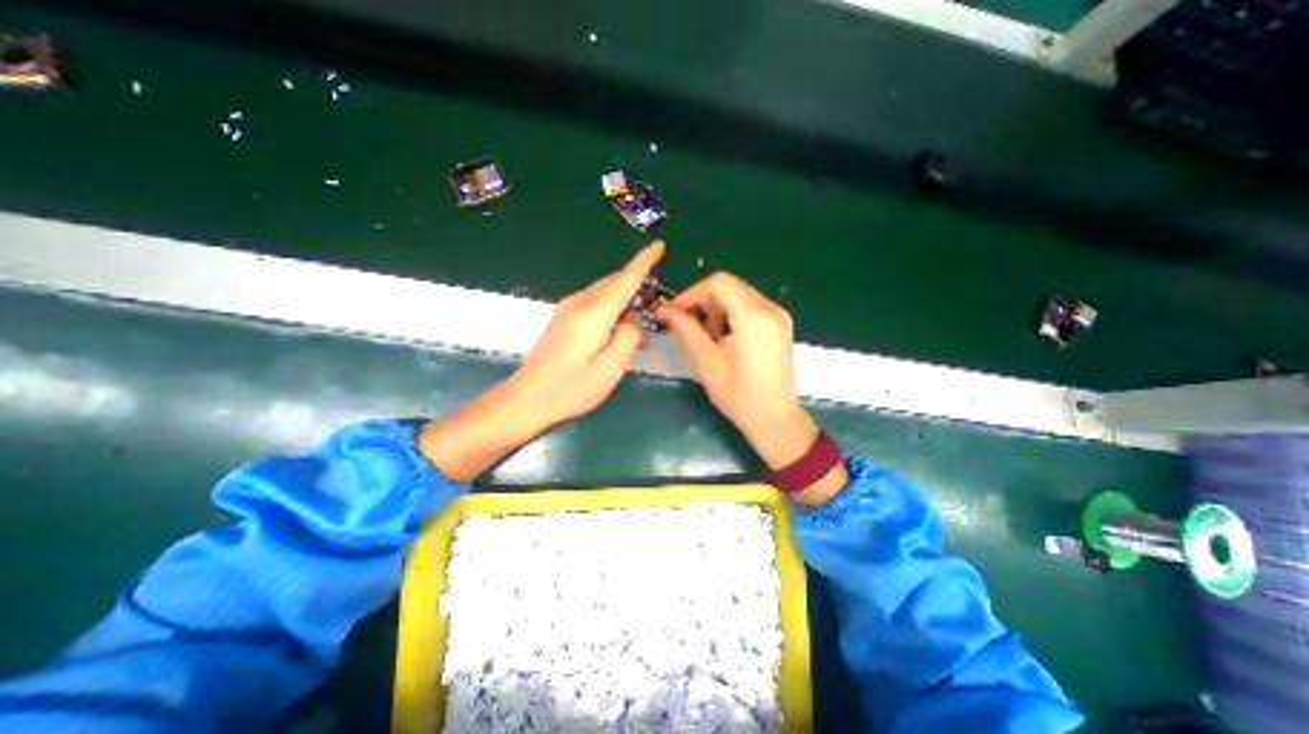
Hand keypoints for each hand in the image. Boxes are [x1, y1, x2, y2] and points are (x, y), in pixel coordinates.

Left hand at [505, 237, 659, 428]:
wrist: (526, 398)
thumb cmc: (571, 389)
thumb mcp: (610, 369)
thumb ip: (628, 337)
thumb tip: (634, 317)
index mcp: (593, 314)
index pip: (624, 280)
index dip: (644, 261)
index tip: (659, 245)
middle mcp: (578, 303)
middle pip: (612, 281)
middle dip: (635, 278)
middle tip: (657, 290)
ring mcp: (566, 309)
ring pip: (602, 289)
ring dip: (622, 291)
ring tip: (640, 306)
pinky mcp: (561, 318)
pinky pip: (593, 299)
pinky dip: (610, 302)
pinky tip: (616, 319)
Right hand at [655, 273, 848, 505]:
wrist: (775, 420)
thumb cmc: (739, 396)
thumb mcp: (707, 362)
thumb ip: (686, 330)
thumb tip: (665, 311)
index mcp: (754, 316)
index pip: (718, 283)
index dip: (691, 293)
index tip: (673, 312)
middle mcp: (771, 308)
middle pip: (729, 286)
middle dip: (703, 301)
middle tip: (686, 324)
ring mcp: (779, 316)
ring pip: (739, 295)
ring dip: (717, 309)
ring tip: (706, 336)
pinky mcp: (781, 325)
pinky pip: (750, 307)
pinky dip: (731, 315)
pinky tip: (724, 338)